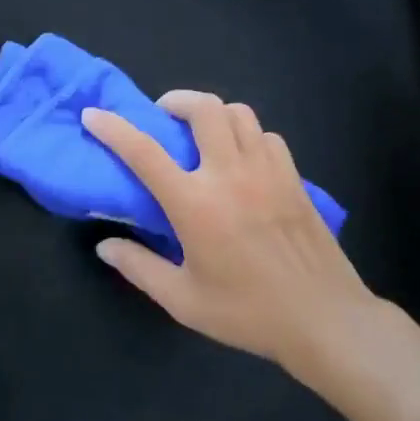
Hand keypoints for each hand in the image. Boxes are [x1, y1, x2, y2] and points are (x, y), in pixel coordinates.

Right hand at [81, 92, 378, 379]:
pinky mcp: (294, 178)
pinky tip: (242, 158)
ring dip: (213, 114)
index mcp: (195, 204)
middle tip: (163, 116)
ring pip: (238, 113)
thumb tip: (105, 246)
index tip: (93, 114)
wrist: (326, 320)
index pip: (144, 152)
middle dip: (176, 100)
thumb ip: (139, 268)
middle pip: (203, 108)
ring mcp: (267, 171)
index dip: (113, 128)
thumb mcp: (183, 300)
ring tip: (202, 134)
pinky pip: (267, 136)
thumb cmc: (248, 312)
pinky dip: (247, 135)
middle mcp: (230, 175)